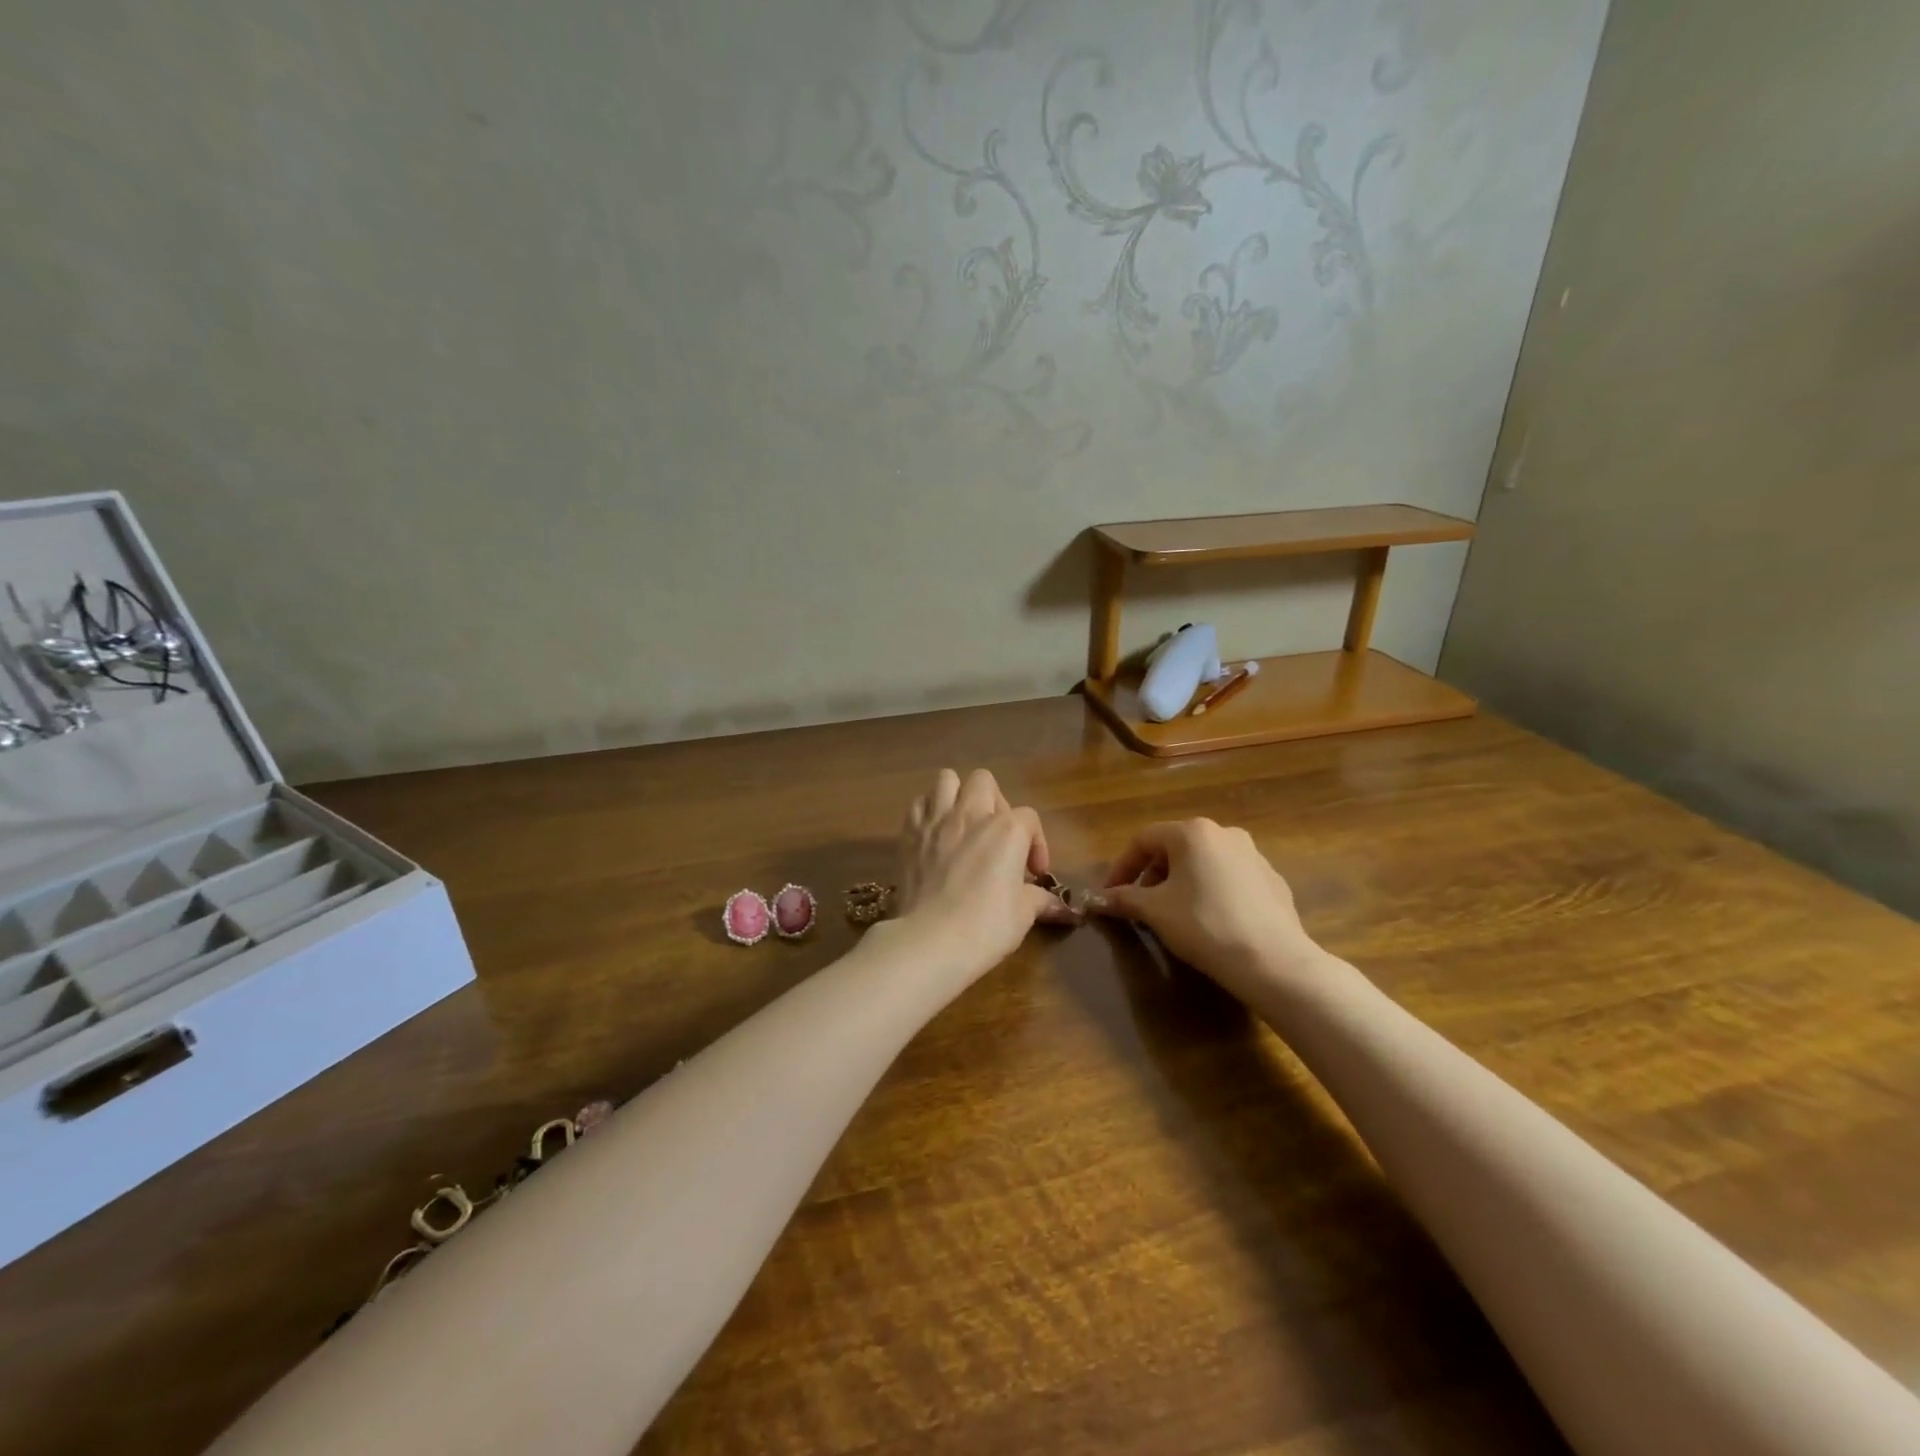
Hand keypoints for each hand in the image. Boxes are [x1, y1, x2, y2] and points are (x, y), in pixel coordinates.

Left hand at [894, 769, 1079, 979]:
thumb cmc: (985, 926)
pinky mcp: (910, 833)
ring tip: (962, 824)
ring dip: (957, 796)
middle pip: (984, 781)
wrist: (930, 940)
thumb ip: (1038, 899)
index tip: (1033, 874)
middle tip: (996, 836)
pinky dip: (928, 812)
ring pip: (947, 780)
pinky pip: (919, 804)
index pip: (1029, 819)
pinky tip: (934, 835)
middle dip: (994, 802)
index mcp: (1007, 829)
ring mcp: (936, 820)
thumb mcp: (1023, 915)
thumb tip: (1056, 905)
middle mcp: (971, 814)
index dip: (1036, 843)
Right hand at [1089, 819, 1321, 997]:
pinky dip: (1211, 892)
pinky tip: (1210, 921)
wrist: (1272, 961)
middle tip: (1141, 903)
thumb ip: (1123, 899)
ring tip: (1174, 913)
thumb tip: (1096, 899)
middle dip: (1152, 874)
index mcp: (1192, 832)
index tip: (1110, 893)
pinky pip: (1230, 879)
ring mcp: (1254, 855)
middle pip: (1175, 847)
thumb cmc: (1204, 925)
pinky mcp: (1273, 881)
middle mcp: (1224, 833)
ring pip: (1204, 862)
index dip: (1121, 866)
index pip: (1143, 839)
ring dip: (1182, 882)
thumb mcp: (1155, 911)